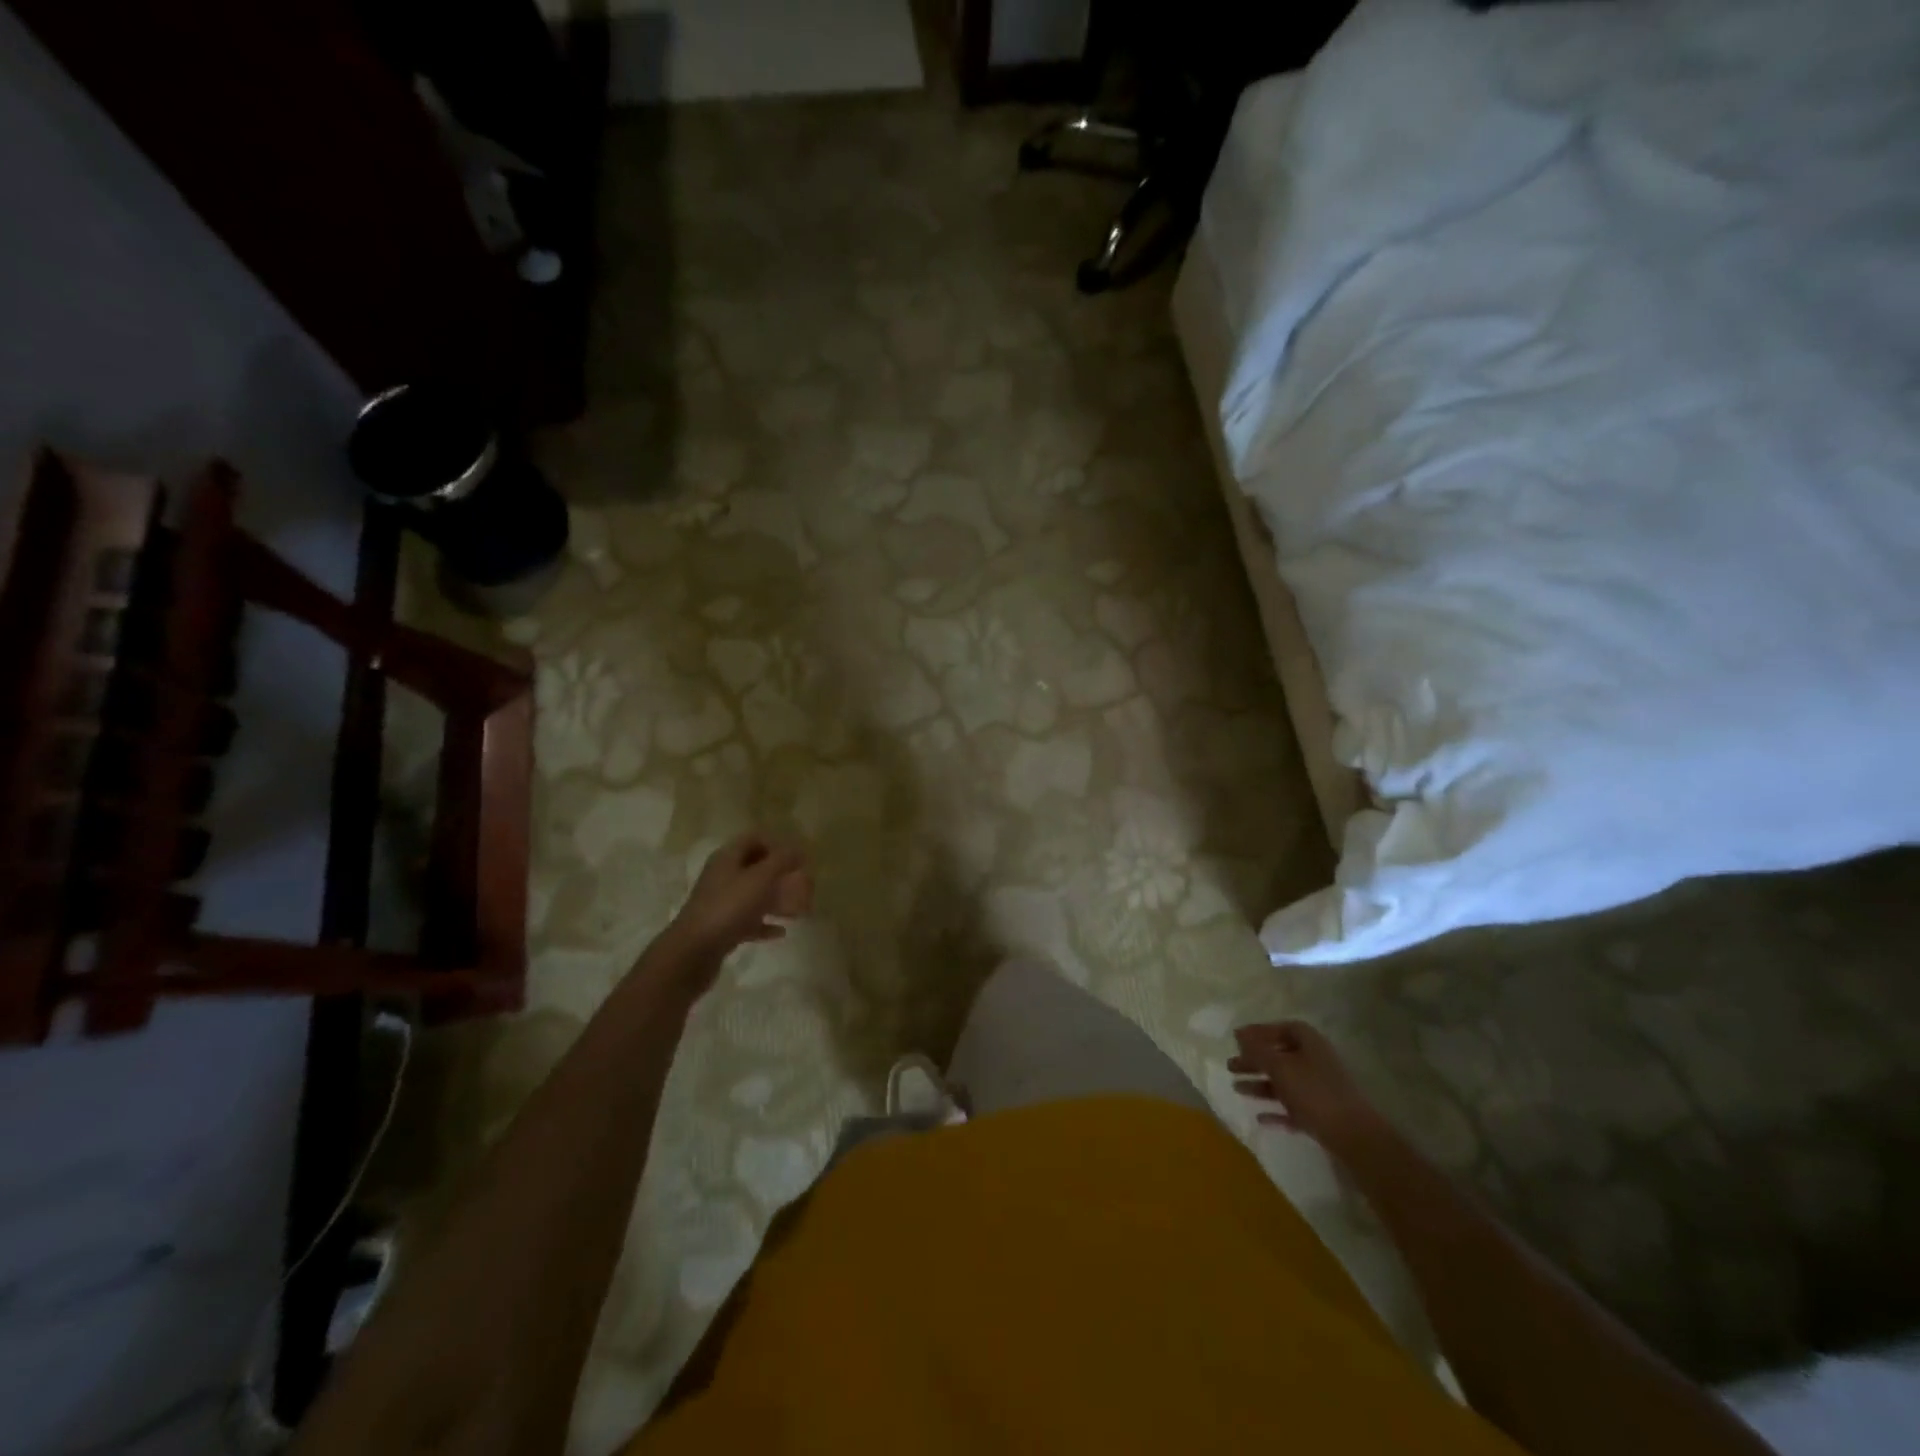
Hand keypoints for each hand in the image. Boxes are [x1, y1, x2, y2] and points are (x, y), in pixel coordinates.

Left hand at [660, 832, 811, 972]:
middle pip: (755, 868)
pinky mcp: (722, 927)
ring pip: (753, 895)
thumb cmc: (729, 907)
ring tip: (800, 910)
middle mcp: (723, 876)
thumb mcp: (760, 878)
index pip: (754, 839)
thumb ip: (782, 861)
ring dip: (776, 900)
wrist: (694, 951)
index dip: (777, 844)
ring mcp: (721, 903)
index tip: (798, 858)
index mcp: (728, 858)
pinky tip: (782, 932)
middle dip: (780, 875)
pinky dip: (765, 923)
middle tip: (802, 884)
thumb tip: (799, 849)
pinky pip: (748, 921)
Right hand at [1230, 1020, 1382, 1151]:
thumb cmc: (1314, 1093)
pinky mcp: (1322, 1115)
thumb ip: (1257, 1050)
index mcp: (1310, 1043)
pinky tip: (1260, 1118)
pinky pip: (1294, 1108)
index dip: (1260, 1032)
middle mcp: (1316, 1062)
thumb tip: (1240, 1034)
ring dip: (1261, 1085)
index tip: (1238, 1040)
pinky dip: (1276, 1110)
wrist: (1355, 1137)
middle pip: (1280, 1056)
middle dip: (1255, 1061)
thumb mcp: (1280, 1067)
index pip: (1283, 1028)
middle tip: (1231, 1066)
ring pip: (1285, 1083)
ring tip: (1237, 1089)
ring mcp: (1321, 1090)